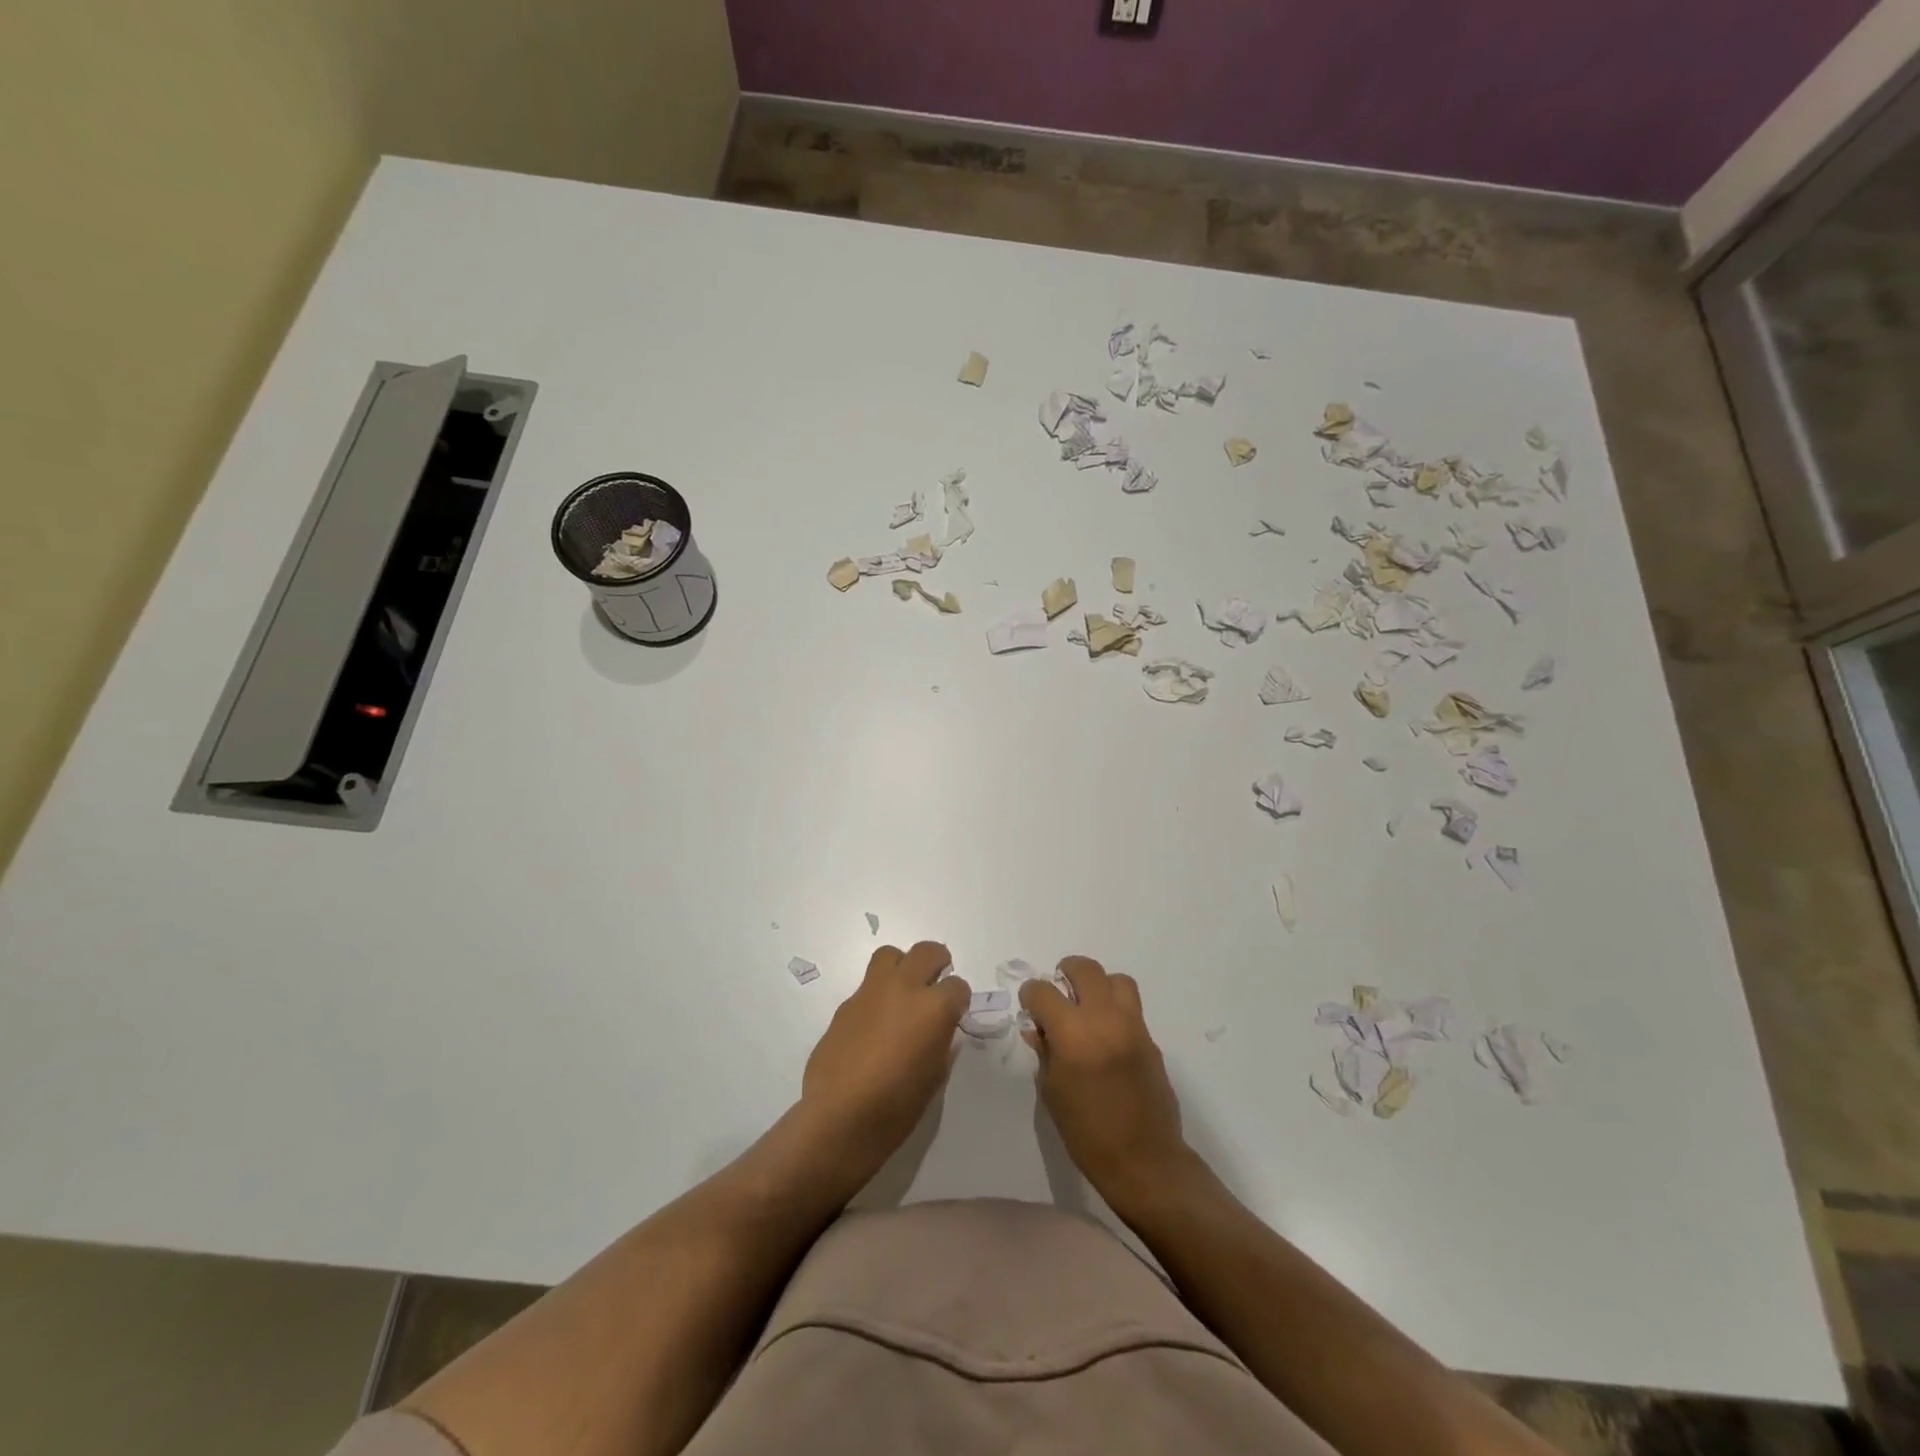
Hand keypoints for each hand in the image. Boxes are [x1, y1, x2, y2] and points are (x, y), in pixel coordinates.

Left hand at [800, 941, 968, 1181]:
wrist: (841, 1116)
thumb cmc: (897, 1105)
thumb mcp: (935, 1075)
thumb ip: (941, 1042)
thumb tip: (939, 1029)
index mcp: (934, 1007)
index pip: (958, 986)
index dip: (959, 1000)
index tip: (955, 1012)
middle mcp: (904, 988)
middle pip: (926, 952)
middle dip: (937, 962)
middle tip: (937, 980)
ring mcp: (871, 992)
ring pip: (890, 955)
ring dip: (902, 965)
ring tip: (903, 989)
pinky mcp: (845, 1004)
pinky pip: (867, 985)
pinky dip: (878, 994)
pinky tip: (875, 1022)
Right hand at [1020, 956, 1193, 1206]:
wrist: (1144, 1160)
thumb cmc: (1087, 1132)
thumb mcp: (1052, 1091)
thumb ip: (1044, 1051)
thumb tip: (1037, 1028)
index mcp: (1073, 1033)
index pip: (1044, 991)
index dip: (1031, 995)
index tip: (1030, 1007)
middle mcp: (1104, 1019)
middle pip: (1085, 969)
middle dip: (1066, 972)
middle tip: (1058, 991)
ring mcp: (1132, 1026)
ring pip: (1116, 980)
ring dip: (1098, 984)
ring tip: (1087, 1006)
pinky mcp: (1150, 1039)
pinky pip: (1131, 1007)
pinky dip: (1115, 1009)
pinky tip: (1106, 1035)